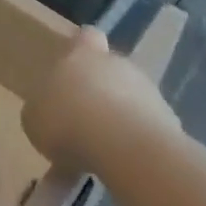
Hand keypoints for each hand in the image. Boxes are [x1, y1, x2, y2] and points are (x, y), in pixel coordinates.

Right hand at [22, 27, 179, 172]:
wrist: (125, 148)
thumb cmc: (68, 121)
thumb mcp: (35, 118)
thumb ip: (43, 110)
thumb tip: (48, 113)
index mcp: (82, 55)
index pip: (86, 36)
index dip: (81, 49)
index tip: (73, 68)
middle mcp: (118, 65)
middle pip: (110, 70)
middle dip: (100, 92)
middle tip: (82, 123)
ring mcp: (149, 92)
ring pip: (131, 101)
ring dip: (118, 121)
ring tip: (100, 155)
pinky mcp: (171, 124)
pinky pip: (147, 131)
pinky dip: (135, 147)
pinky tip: (120, 169)